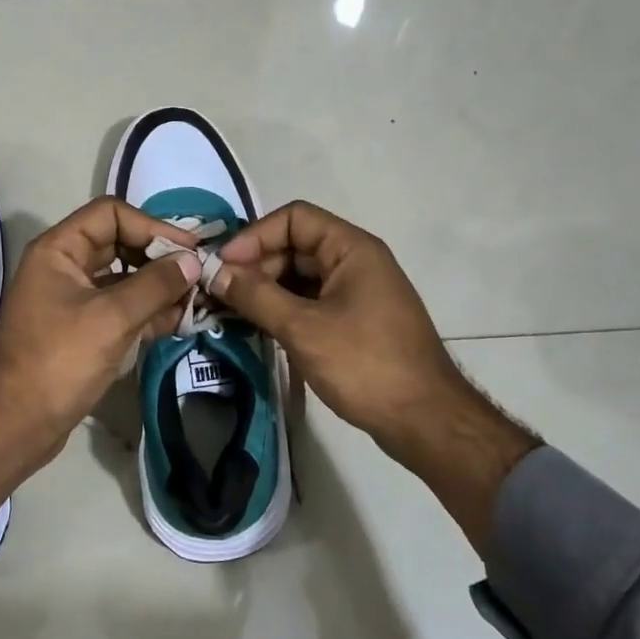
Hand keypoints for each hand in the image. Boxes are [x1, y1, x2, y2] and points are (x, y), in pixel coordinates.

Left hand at [0, 199, 199, 548]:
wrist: (17, 425)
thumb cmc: (59, 362)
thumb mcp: (111, 318)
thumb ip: (155, 285)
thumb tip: (193, 261)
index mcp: (59, 250)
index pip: (111, 214)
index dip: (151, 226)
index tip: (188, 250)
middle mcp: (64, 267)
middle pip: (120, 244)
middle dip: (160, 257)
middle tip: (198, 274)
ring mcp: (74, 300)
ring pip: (124, 278)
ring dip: (159, 286)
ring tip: (198, 298)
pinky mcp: (83, 330)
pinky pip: (121, 308)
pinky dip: (149, 311)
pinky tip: (181, 319)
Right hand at [211, 201, 538, 546]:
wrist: (424, 420)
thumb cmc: (365, 364)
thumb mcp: (303, 328)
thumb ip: (256, 296)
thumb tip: (214, 273)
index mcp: (352, 249)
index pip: (295, 218)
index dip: (255, 236)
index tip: (223, 266)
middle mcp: (356, 262)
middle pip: (296, 245)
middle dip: (256, 265)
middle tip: (220, 294)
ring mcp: (358, 293)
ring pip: (301, 277)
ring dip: (266, 290)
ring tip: (230, 312)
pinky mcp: (355, 322)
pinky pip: (311, 302)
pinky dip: (283, 310)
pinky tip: (259, 328)